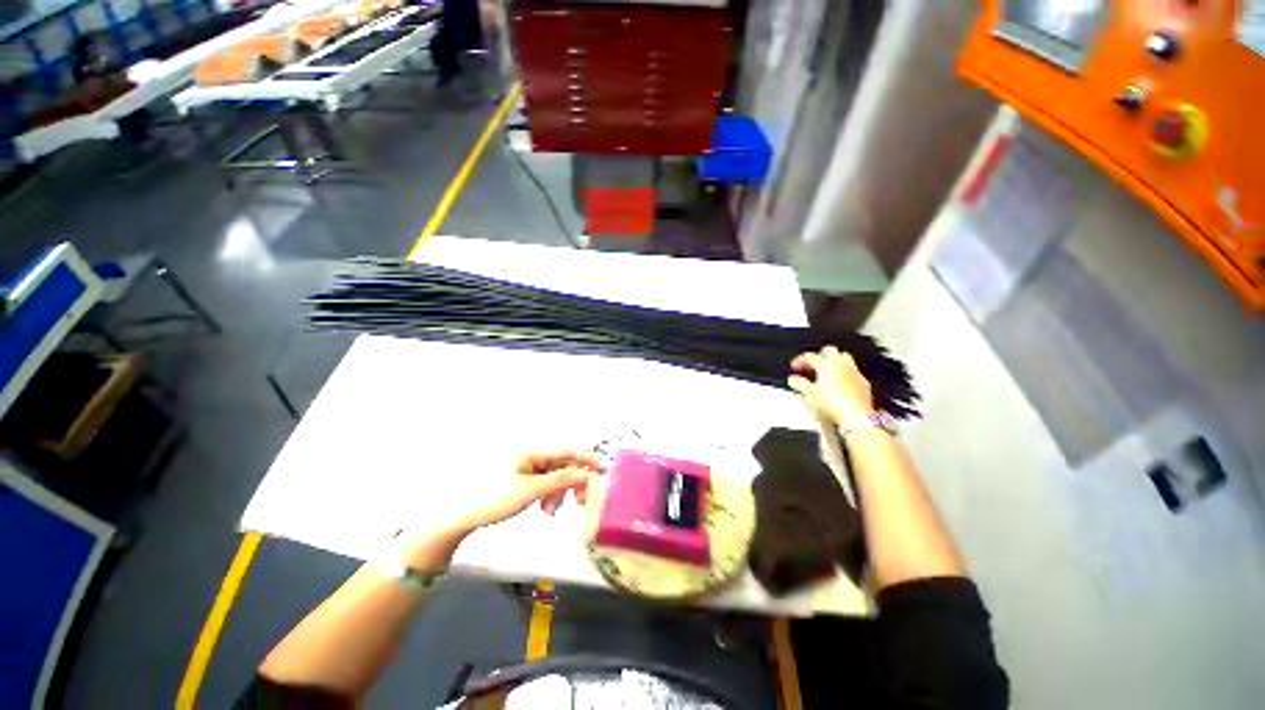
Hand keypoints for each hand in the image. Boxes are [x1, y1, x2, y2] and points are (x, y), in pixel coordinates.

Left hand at [454, 449, 604, 531]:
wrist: (460, 515)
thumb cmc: (493, 499)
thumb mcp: (530, 491)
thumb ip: (560, 480)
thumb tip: (585, 474)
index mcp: (531, 450)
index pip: (566, 449)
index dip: (586, 458)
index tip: (603, 469)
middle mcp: (531, 453)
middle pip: (562, 462)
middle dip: (571, 482)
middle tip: (579, 502)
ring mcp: (526, 464)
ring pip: (555, 473)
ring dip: (559, 491)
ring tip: (550, 511)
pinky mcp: (522, 475)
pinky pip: (545, 480)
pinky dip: (549, 493)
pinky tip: (544, 507)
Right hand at [788, 346, 873, 426]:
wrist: (856, 416)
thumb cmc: (834, 404)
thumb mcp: (810, 394)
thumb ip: (800, 384)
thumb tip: (793, 379)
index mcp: (826, 366)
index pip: (810, 357)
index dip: (800, 360)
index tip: (795, 366)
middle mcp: (841, 365)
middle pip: (830, 351)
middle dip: (820, 355)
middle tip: (813, 364)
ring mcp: (854, 372)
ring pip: (844, 358)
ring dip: (834, 362)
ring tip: (826, 371)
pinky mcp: (863, 382)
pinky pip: (853, 371)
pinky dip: (845, 373)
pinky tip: (840, 383)